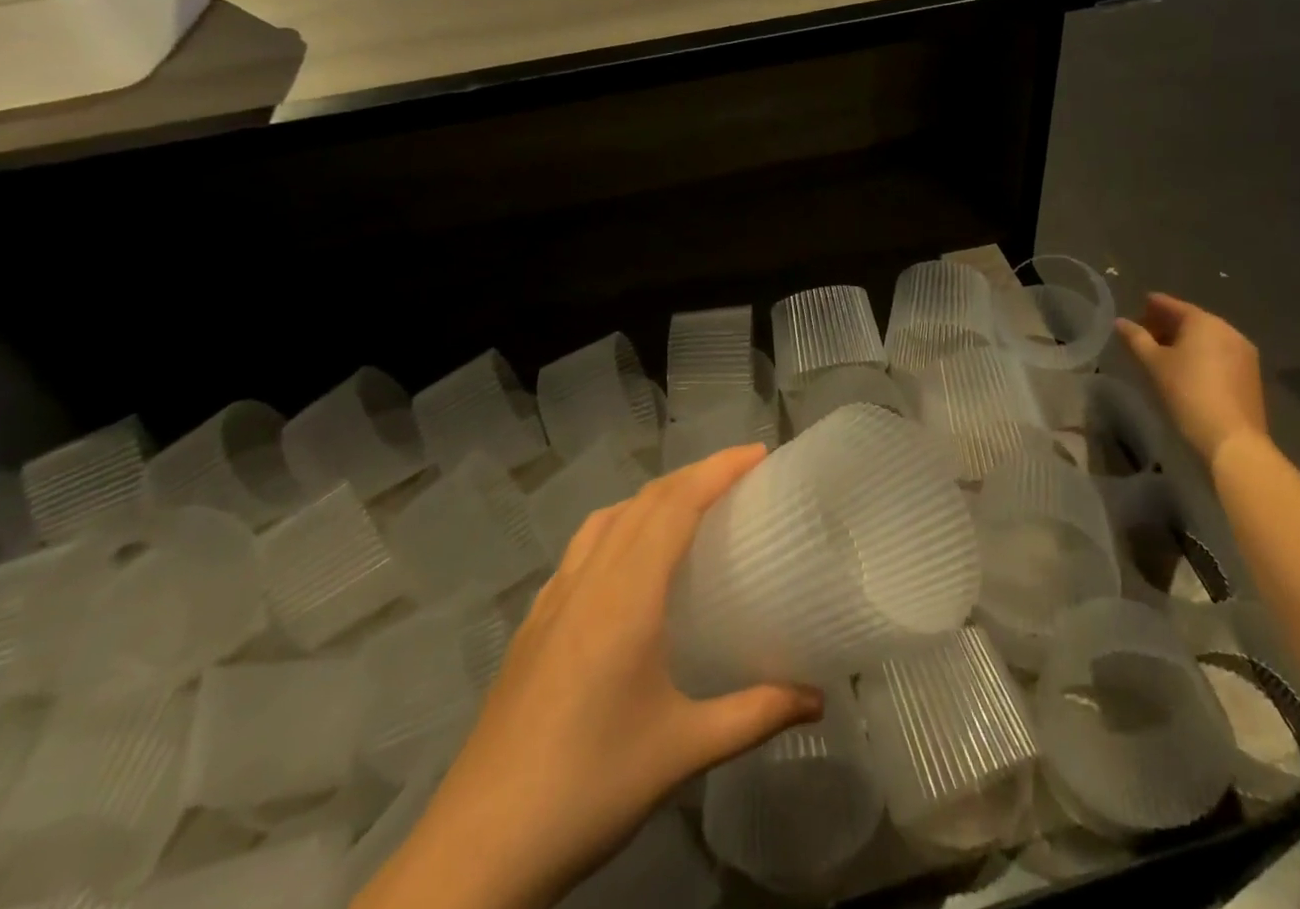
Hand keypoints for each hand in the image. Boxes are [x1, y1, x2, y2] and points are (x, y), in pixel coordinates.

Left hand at [356, 446, 822, 908]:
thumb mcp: (683, 751)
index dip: (718, 469)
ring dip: (651, 497)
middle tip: (739, 475)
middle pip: (644, 501)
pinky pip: (580, 549)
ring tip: (687, 509)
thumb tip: (819, 698)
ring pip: (607, 518)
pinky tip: (623, 565)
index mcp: (626, 595)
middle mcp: (588, 580)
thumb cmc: (590, 786)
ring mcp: (552, 599)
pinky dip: (615, 528)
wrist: (480, 846)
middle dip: (694, 475)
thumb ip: (756, 715)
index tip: (759, 452)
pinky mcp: (531, 624)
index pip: (676, 505)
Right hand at [1116, 294, 1268, 466]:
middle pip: (1192, 321)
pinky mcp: (1251, 375)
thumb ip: (1136, 338)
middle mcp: (1228, 331)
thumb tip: (1120, 322)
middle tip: (1145, 334)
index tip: (1138, 305)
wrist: (1232, 438)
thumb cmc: (1187, 393)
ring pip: (1207, 339)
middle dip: (1167, 325)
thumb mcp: (1153, 364)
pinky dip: (1201, 355)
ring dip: (1184, 341)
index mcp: (1204, 322)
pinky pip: (1219, 354)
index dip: (1153, 304)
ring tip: (1162, 354)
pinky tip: (1186, 369)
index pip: (1173, 306)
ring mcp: (1244, 353)